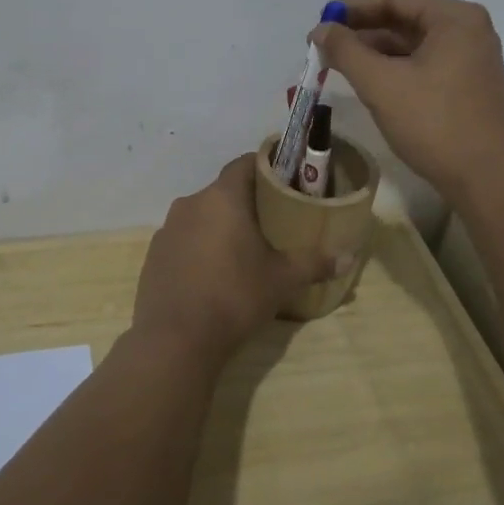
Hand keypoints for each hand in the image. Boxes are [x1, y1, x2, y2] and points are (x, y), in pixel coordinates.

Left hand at [131, 156, 335, 365]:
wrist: (175, 340)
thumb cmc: (234, 296)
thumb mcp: (282, 280)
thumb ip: (314, 263)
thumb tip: (349, 258)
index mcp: (222, 197)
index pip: (245, 164)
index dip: (266, 167)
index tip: (285, 182)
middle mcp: (191, 203)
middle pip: (224, 191)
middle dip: (247, 203)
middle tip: (272, 222)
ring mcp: (167, 229)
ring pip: (202, 216)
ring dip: (221, 226)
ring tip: (243, 251)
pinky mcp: (154, 255)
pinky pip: (184, 240)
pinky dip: (200, 248)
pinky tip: (213, 275)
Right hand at [312, 0, 503, 206]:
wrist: (489, 180)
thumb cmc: (435, 124)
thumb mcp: (381, 84)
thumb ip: (346, 51)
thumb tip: (321, 30)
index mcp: (455, 18)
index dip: (352, 8)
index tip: (321, 24)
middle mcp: (468, 30)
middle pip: (405, 18)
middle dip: (363, 31)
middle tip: (325, 47)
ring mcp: (471, 59)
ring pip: (413, 44)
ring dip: (376, 51)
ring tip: (339, 66)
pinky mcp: (468, 85)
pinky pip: (424, 64)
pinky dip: (395, 69)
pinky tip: (370, 83)